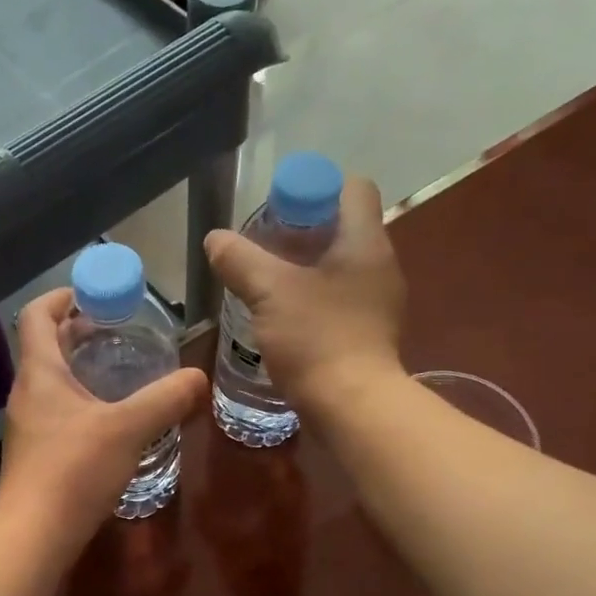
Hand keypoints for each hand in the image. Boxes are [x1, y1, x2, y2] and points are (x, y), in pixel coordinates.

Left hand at [0, 289, 206, 551]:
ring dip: (83, 370)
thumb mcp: (128, 428)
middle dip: (80, 333)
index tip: (93, 293)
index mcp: (40, 373)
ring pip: (54, 384)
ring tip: (124, 373)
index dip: (61, 296)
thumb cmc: (74, 469)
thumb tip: (199, 377)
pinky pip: (60, 414)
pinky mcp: (37, 456)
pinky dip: (84, 403)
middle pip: (46, 347)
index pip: (36, 315)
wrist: (33, 535)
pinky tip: (114, 421)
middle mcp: (27, 394)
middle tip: (121, 331)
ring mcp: (29, 427)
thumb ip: (166, 398)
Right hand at [204, 174, 405, 411]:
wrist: (352, 407)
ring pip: (340, 267)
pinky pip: (340, 301)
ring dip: (306, 269)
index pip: (352, 188)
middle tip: (264, 249)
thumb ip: (240, 260)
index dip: (315, 189)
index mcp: (366, 242)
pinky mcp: (370, 334)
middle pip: (343, 228)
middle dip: (302, 232)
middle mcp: (381, 265)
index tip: (278, 212)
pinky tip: (285, 319)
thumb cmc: (316, 338)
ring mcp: (379, 303)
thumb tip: (215, 239)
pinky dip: (315, 300)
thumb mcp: (269, 292)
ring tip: (267, 285)